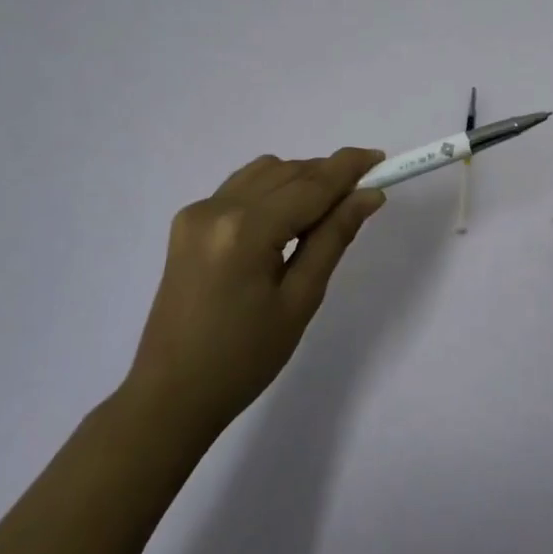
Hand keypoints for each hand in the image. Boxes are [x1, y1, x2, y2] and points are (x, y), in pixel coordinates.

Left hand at [122, 147, 386, 439]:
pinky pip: (241, 187)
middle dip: (327, 175)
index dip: (348, 168)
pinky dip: (272, 190)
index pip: (310, 185)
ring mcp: (197, 212)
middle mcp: (217, 208)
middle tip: (363, 192)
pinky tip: (286, 219)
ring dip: (300, 179)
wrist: (171, 395)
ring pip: (264, 172)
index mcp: (246, 230)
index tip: (381, 158)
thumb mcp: (300, 300)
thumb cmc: (244, 359)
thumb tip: (368, 195)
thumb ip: (334, 238)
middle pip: (287, 172)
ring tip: (326, 210)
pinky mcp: (188, 223)